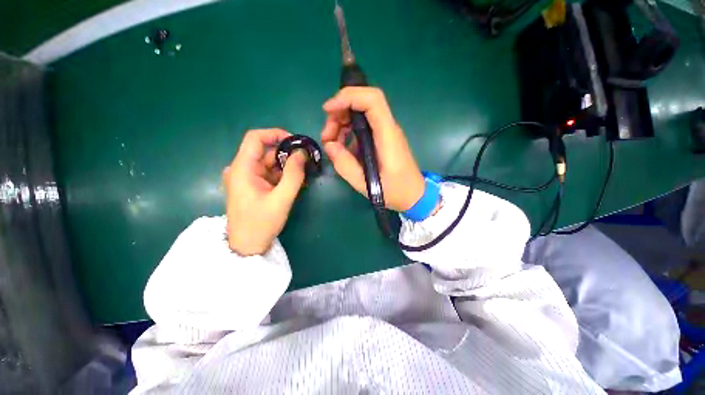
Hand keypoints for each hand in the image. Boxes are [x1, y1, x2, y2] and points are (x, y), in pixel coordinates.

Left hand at [223, 129, 306, 255]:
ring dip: (287, 167)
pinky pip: (269, 174)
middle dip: (287, 155)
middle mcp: (241, 169)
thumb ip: (293, 175)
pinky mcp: (252, 185)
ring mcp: (246, 178)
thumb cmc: (261, 224)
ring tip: (303, 177)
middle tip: (307, 163)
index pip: (255, 138)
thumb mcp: (282, 199)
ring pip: (269, 163)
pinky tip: (295, 184)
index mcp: (242, 168)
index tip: (297, 143)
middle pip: (266, 152)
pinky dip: (282, 176)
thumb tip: (302, 153)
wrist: (247, 246)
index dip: (276, 134)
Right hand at [321, 87, 424, 211]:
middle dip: (339, 114)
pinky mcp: (381, 140)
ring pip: (359, 115)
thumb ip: (345, 165)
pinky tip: (342, 149)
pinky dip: (347, 134)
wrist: (414, 195)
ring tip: (330, 145)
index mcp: (387, 136)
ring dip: (341, 125)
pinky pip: (361, 128)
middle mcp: (387, 129)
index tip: (328, 110)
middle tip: (326, 137)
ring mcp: (384, 133)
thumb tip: (329, 145)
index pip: (372, 100)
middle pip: (362, 104)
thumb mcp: (366, 184)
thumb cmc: (395, 191)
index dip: (348, 97)